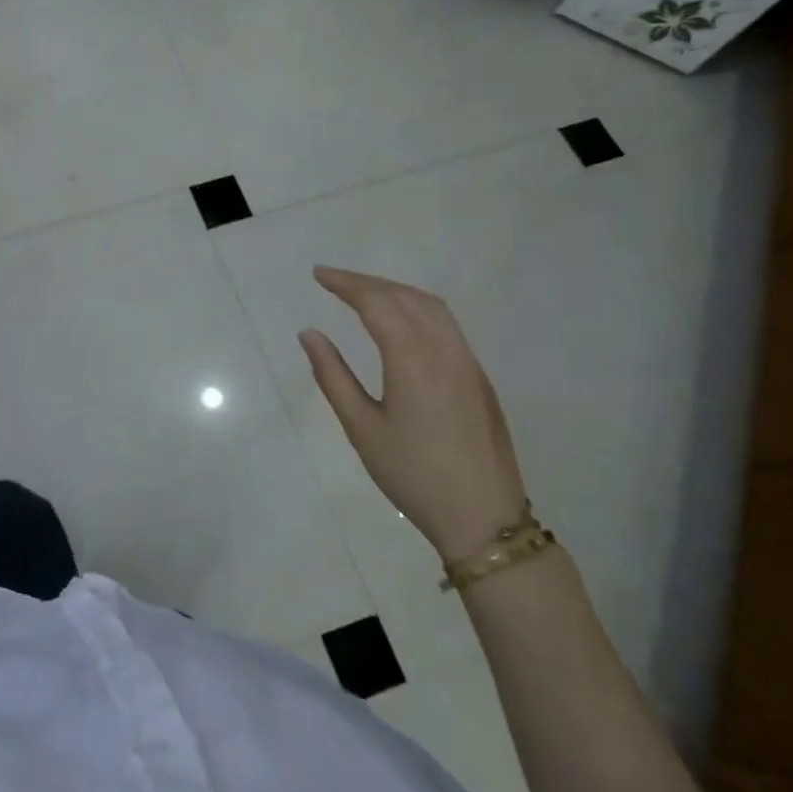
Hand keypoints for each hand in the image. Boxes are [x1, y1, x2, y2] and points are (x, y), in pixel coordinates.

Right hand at [299, 266, 526, 562]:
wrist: (483, 517)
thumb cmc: (412, 474)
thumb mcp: (361, 427)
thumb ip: (333, 376)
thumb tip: (310, 334)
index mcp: (413, 360)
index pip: (377, 303)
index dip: (346, 284)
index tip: (319, 274)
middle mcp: (445, 350)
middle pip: (405, 297)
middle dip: (367, 282)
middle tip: (333, 279)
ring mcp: (467, 362)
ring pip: (431, 307)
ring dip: (395, 291)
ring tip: (362, 293)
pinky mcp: (477, 377)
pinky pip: (446, 324)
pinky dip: (416, 307)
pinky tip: (399, 321)